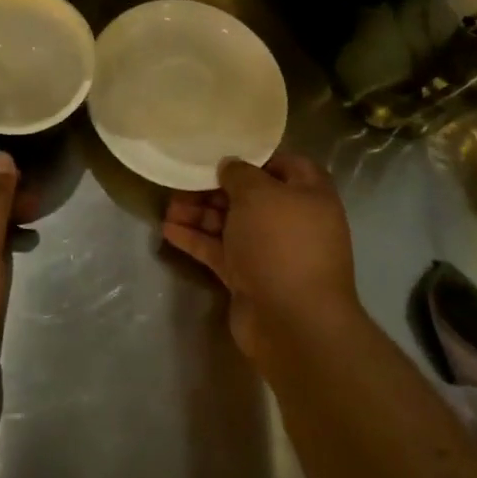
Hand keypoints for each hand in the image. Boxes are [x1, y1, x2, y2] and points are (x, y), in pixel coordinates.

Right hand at [160, 153, 361, 366]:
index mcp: (309, 196)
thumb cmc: (281, 243)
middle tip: (183, 181)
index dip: (256, 158)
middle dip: (216, 188)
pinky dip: (196, 240)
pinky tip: (168, 230)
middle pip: (250, 197)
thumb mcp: (258, 194)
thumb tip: (229, 166)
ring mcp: (270, 253)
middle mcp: (292, 222)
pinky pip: (220, 251)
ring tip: (167, 206)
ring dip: (200, 214)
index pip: (286, 166)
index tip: (223, 154)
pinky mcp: (249, 279)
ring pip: (231, 224)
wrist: (292, 323)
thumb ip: (239, 173)